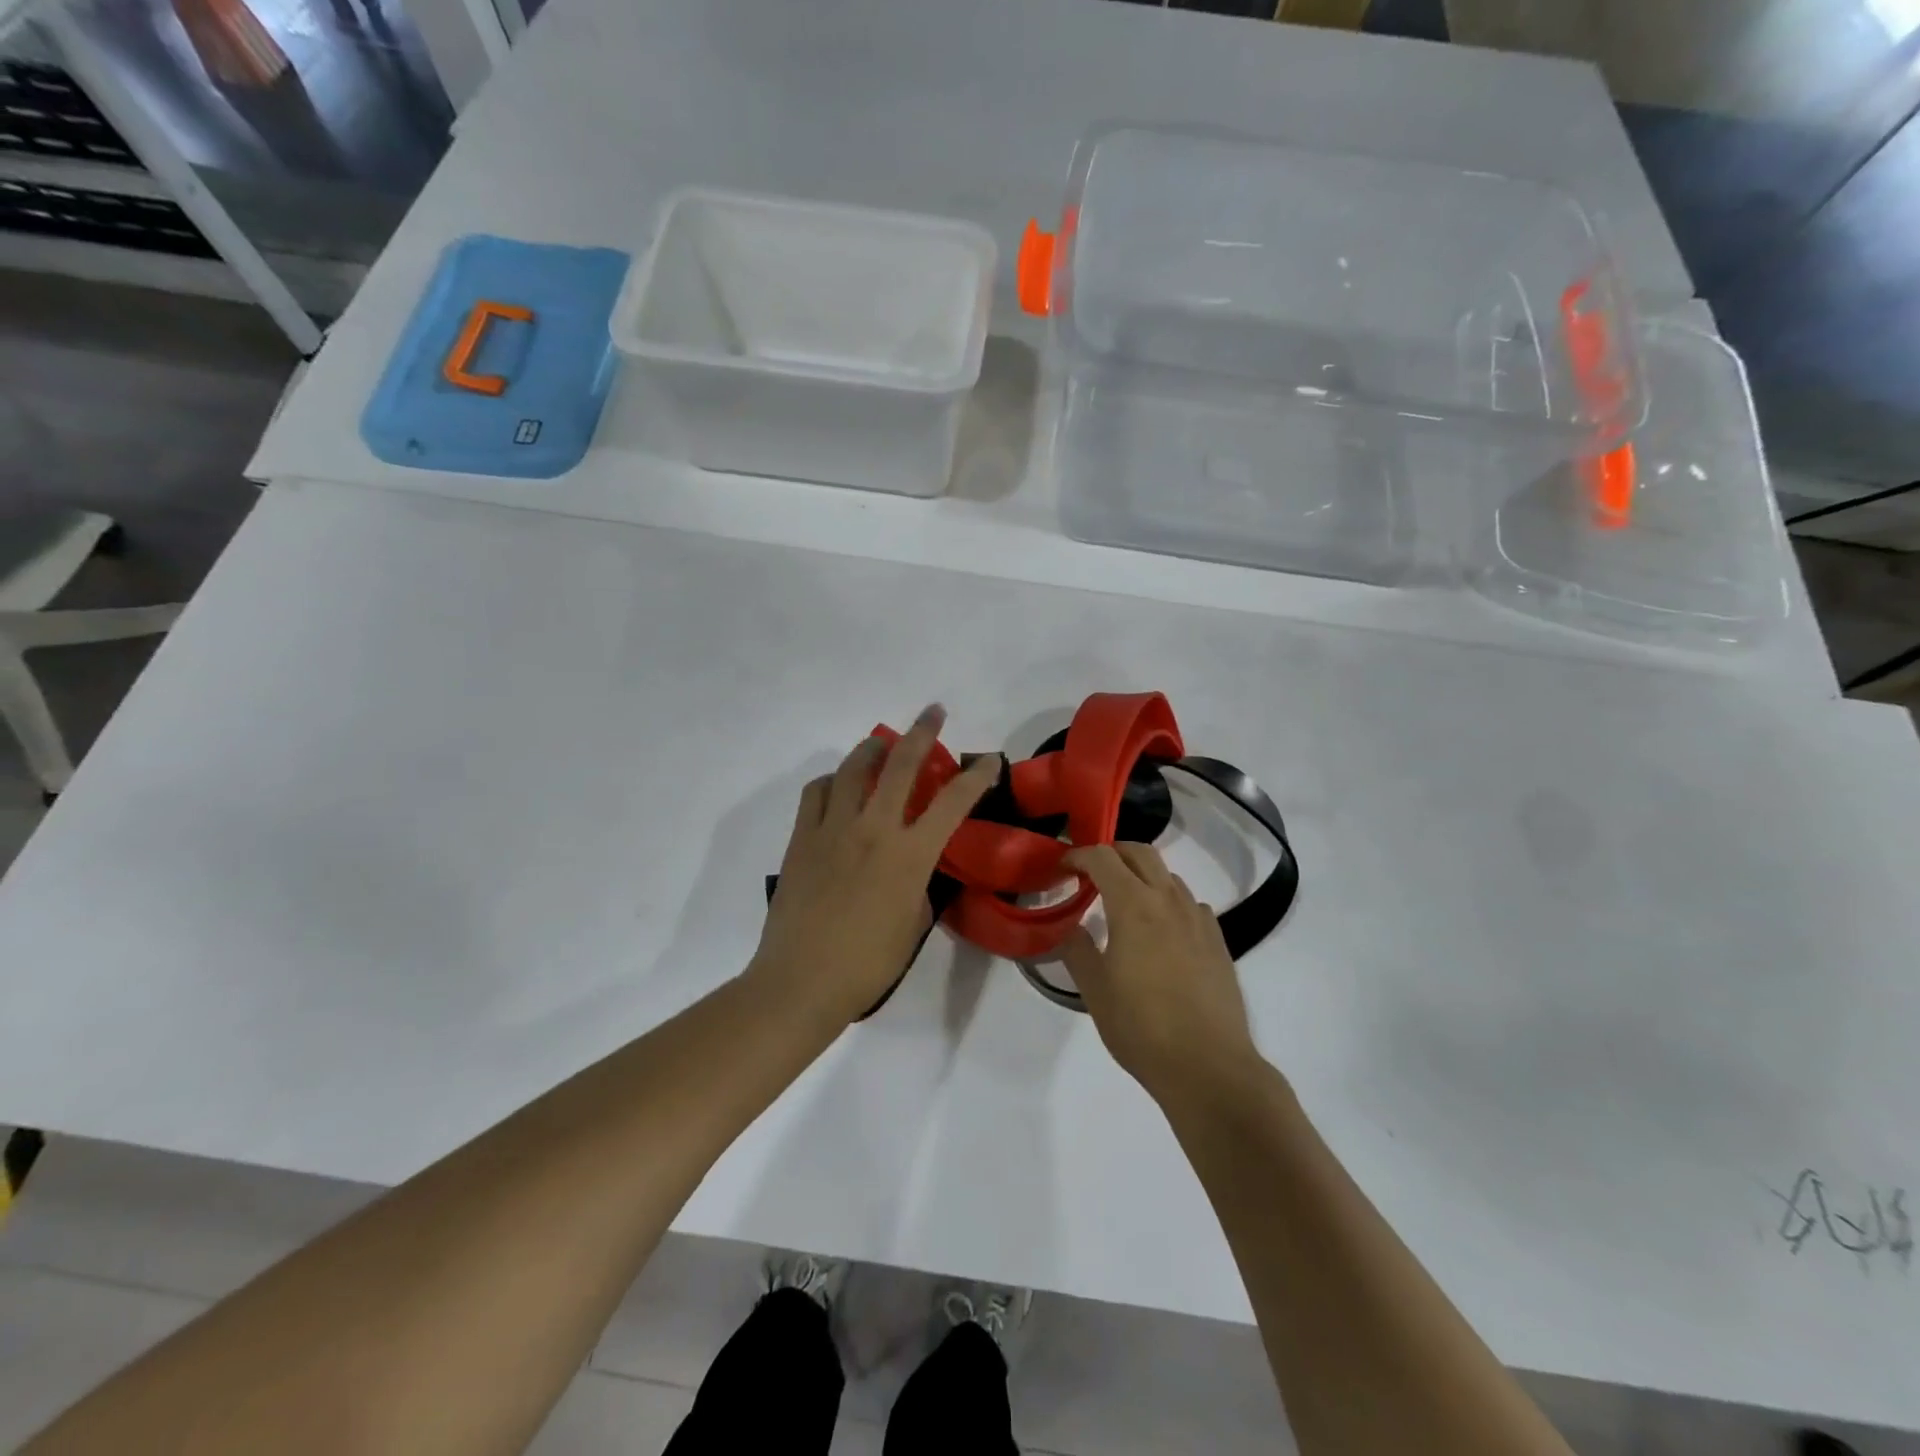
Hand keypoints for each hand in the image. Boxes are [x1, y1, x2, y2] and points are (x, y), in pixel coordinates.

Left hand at [749, 705, 1000, 1027]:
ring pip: (854, 768)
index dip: (977, 777)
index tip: (991, 761)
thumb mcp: (913, 923)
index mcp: (910, 855)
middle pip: (902, 764)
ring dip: (874, 749)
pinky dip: (834, 781)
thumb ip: (920, 884)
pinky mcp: (801, 837)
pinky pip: (818, 792)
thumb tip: (913, 866)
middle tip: (933, 712)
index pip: (953, 803)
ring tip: (883, 745)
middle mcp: (874, 829)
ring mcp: (833, 828)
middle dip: (923, 731)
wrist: (801, 981)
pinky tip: (840, 787)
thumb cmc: (867, 963)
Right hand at [1060, 843, 1261, 1102]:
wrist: (1209, 1066)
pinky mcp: (1217, 940)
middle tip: (1090, 873)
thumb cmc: (1142, 1027)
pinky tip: (1160, 931)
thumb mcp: (1094, 990)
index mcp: (1134, 906)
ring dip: (1141, 875)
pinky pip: (1189, 902)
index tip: (1061, 870)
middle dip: (1112, 853)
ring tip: (1123, 903)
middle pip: (1141, 852)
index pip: (1102, 858)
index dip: (1077, 856)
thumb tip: (1069, 926)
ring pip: (1168, 875)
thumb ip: (1077, 949)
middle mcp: (1169, 901)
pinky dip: (1168, 901)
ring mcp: (1198, 919)